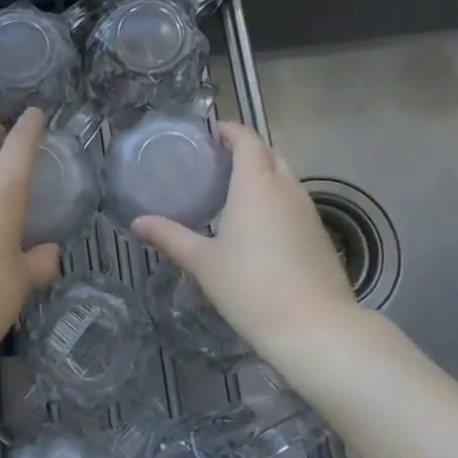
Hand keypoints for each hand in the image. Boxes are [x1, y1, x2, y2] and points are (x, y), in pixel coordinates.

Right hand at [134, 121, 354, 357]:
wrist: (314, 328)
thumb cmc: (251, 286)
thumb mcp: (203, 261)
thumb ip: (170, 236)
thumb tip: (137, 223)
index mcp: (257, 183)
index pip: (247, 139)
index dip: (229, 130)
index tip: (209, 133)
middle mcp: (286, 188)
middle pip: (268, 154)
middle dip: (245, 151)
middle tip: (216, 162)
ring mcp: (308, 211)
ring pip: (285, 178)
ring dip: (263, 175)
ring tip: (234, 191)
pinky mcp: (320, 235)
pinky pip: (295, 202)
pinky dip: (276, 199)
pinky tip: (259, 225)